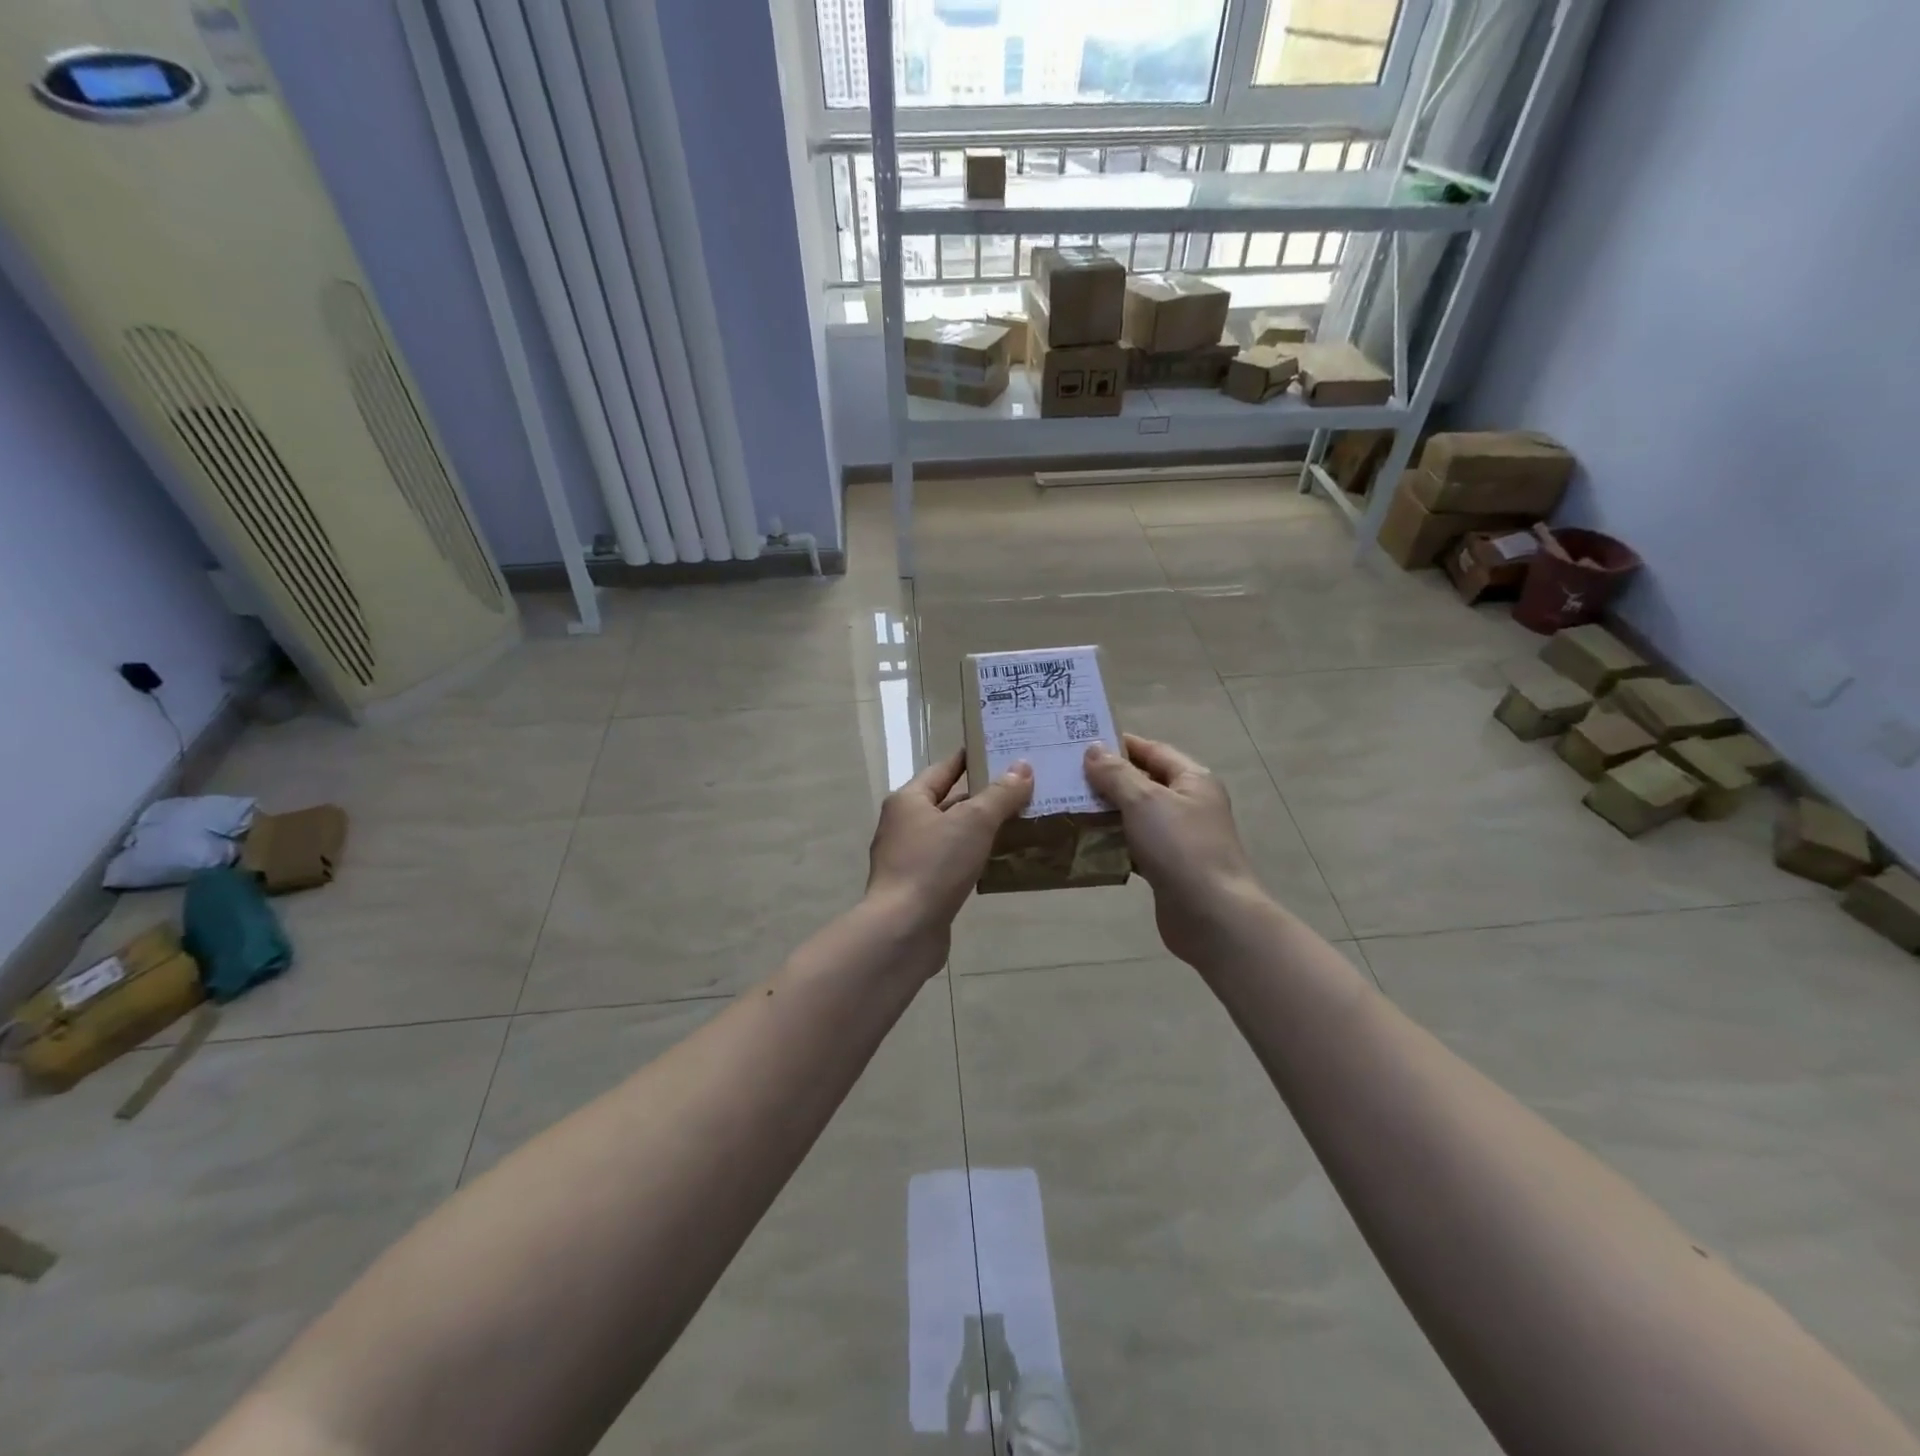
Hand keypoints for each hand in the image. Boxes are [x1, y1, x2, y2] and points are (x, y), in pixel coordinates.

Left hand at [865, 749, 1032, 969]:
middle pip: (948, 801)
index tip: (999, 751)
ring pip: (951, 835)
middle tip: (1021, 789)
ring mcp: (908, 859)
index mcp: (908, 800)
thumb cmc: (934, 865)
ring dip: (980, 830)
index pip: (943, 769)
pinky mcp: (918, 888)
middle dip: (982, 797)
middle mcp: (903, 825)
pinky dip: (973, 858)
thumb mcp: (974, 822)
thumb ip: (1000, 794)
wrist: (903, 930)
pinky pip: (951, 863)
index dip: (970, 759)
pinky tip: (998, 862)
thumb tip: (1022, 767)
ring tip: (1019, 824)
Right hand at [1084, 733, 1270, 966]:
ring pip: (1136, 816)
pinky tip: (1084, 843)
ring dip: (1106, 812)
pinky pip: (1135, 846)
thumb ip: (1116, 774)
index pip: (1152, 750)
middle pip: (1143, 782)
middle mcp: (1189, 804)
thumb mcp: (1144, 801)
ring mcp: (1180, 838)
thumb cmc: (1180, 847)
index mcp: (1192, 780)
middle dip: (1107, 779)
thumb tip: (1092, 749)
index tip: (1080, 742)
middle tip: (1065, 776)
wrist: (1211, 915)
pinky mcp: (1168, 867)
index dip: (1119, 744)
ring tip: (1067, 806)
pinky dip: (1112, 843)